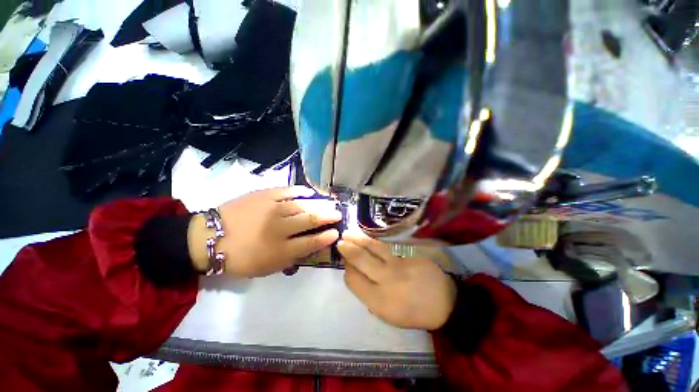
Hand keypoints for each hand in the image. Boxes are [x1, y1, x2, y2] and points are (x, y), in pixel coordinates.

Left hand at [189, 186, 341, 277]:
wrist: (210, 238)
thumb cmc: (240, 258)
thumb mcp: (267, 268)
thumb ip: (291, 258)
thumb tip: (310, 247)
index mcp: (280, 249)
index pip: (312, 242)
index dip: (326, 237)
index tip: (336, 232)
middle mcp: (280, 227)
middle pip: (311, 219)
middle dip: (328, 216)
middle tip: (338, 214)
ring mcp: (272, 208)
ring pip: (303, 204)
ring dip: (320, 204)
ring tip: (330, 203)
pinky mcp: (264, 195)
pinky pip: (287, 191)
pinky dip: (301, 191)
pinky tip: (309, 192)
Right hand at [337, 231, 456, 330]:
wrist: (444, 302)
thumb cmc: (414, 312)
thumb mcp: (388, 315)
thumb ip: (369, 295)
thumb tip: (356, 274)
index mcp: (379, 301)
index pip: (353, 280)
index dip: (347, 270)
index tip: (346, 264)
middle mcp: (386, 280)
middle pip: (360, 260)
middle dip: (348, 250)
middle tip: (340, 242)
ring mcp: (399, 264)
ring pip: (373, 248)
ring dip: (358, 240)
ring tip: (349, 234)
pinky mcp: (408, 254)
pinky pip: (387, 246)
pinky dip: (374, 242)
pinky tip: (368, 238)